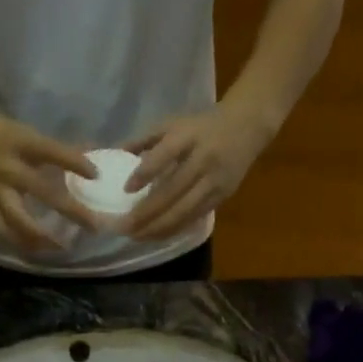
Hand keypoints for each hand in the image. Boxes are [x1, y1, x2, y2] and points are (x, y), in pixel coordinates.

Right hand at [0, 96, 99, 251]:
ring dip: (41, 237)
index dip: (74, 162)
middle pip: (44, 193)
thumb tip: (90, 153)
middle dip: (70, 211)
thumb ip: (54, 148)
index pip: (52, 152)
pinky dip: (17, 240)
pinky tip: (33, 250)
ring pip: (19, 220)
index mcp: (20, 143)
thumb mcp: (22, 131)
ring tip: (60, 248)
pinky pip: (2, 227)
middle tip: (93, 226)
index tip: (96, 175)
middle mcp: (9, 168)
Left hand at [121, 102, 271, 240]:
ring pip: (183, 211)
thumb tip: (115, 153)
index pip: (165, 155)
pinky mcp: (221, 197)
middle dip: (146, 213)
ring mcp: (214, 182)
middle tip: (124, 227)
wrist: (247, 127)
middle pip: (172, 192)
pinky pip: (193, 218)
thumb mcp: (174, 124)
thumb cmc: (202, 126)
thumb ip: (145, 139)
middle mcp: (203, 160)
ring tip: (136, 237)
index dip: (145, 173)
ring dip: (157, 228)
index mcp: (189, 136)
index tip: (126, 190)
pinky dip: (173, 229)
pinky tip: (156, 236)